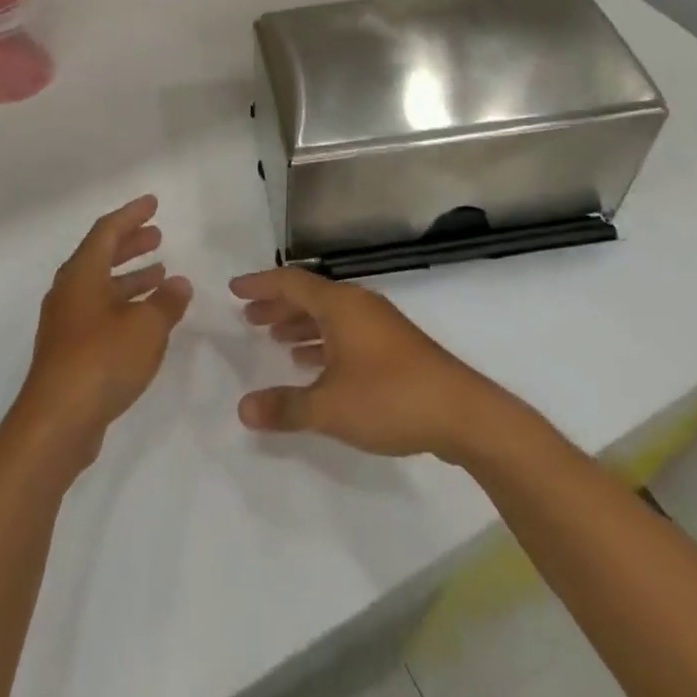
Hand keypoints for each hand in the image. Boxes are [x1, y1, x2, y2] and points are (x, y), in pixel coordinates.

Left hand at [15, 195, 192, 463]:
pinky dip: (124, 305)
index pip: (107, 231)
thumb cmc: (101, 360)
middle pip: (101, 255)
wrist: (56, 423)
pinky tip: (146, 319)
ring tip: (161, 274)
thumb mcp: (146, 327)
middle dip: (130, 244)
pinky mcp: (69, 352)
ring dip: (130, 277)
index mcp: (82, 274)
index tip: (153, 204)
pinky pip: (100, 313)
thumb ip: (166, 302)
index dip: (131, 215)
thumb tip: (179, 283)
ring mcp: (66, 323)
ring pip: (101, 287)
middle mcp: (69, 292)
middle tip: (157, 236)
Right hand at [231, 268, 504, 459]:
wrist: (463, 414)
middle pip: (309, 296)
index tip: (234, 290)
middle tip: (249, 317)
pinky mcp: (394, 347)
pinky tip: (312, 363)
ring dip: (300, 323)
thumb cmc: (390, 398)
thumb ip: (285, 407)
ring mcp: (380, 325)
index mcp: (340, 305)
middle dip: (277, 305)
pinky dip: (323, 341)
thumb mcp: (330, 407)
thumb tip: (243, 408)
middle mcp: (358, 305)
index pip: (290, 282)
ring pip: (329, 315)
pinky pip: (346, 332)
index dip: (260, 285)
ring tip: (275, 339)